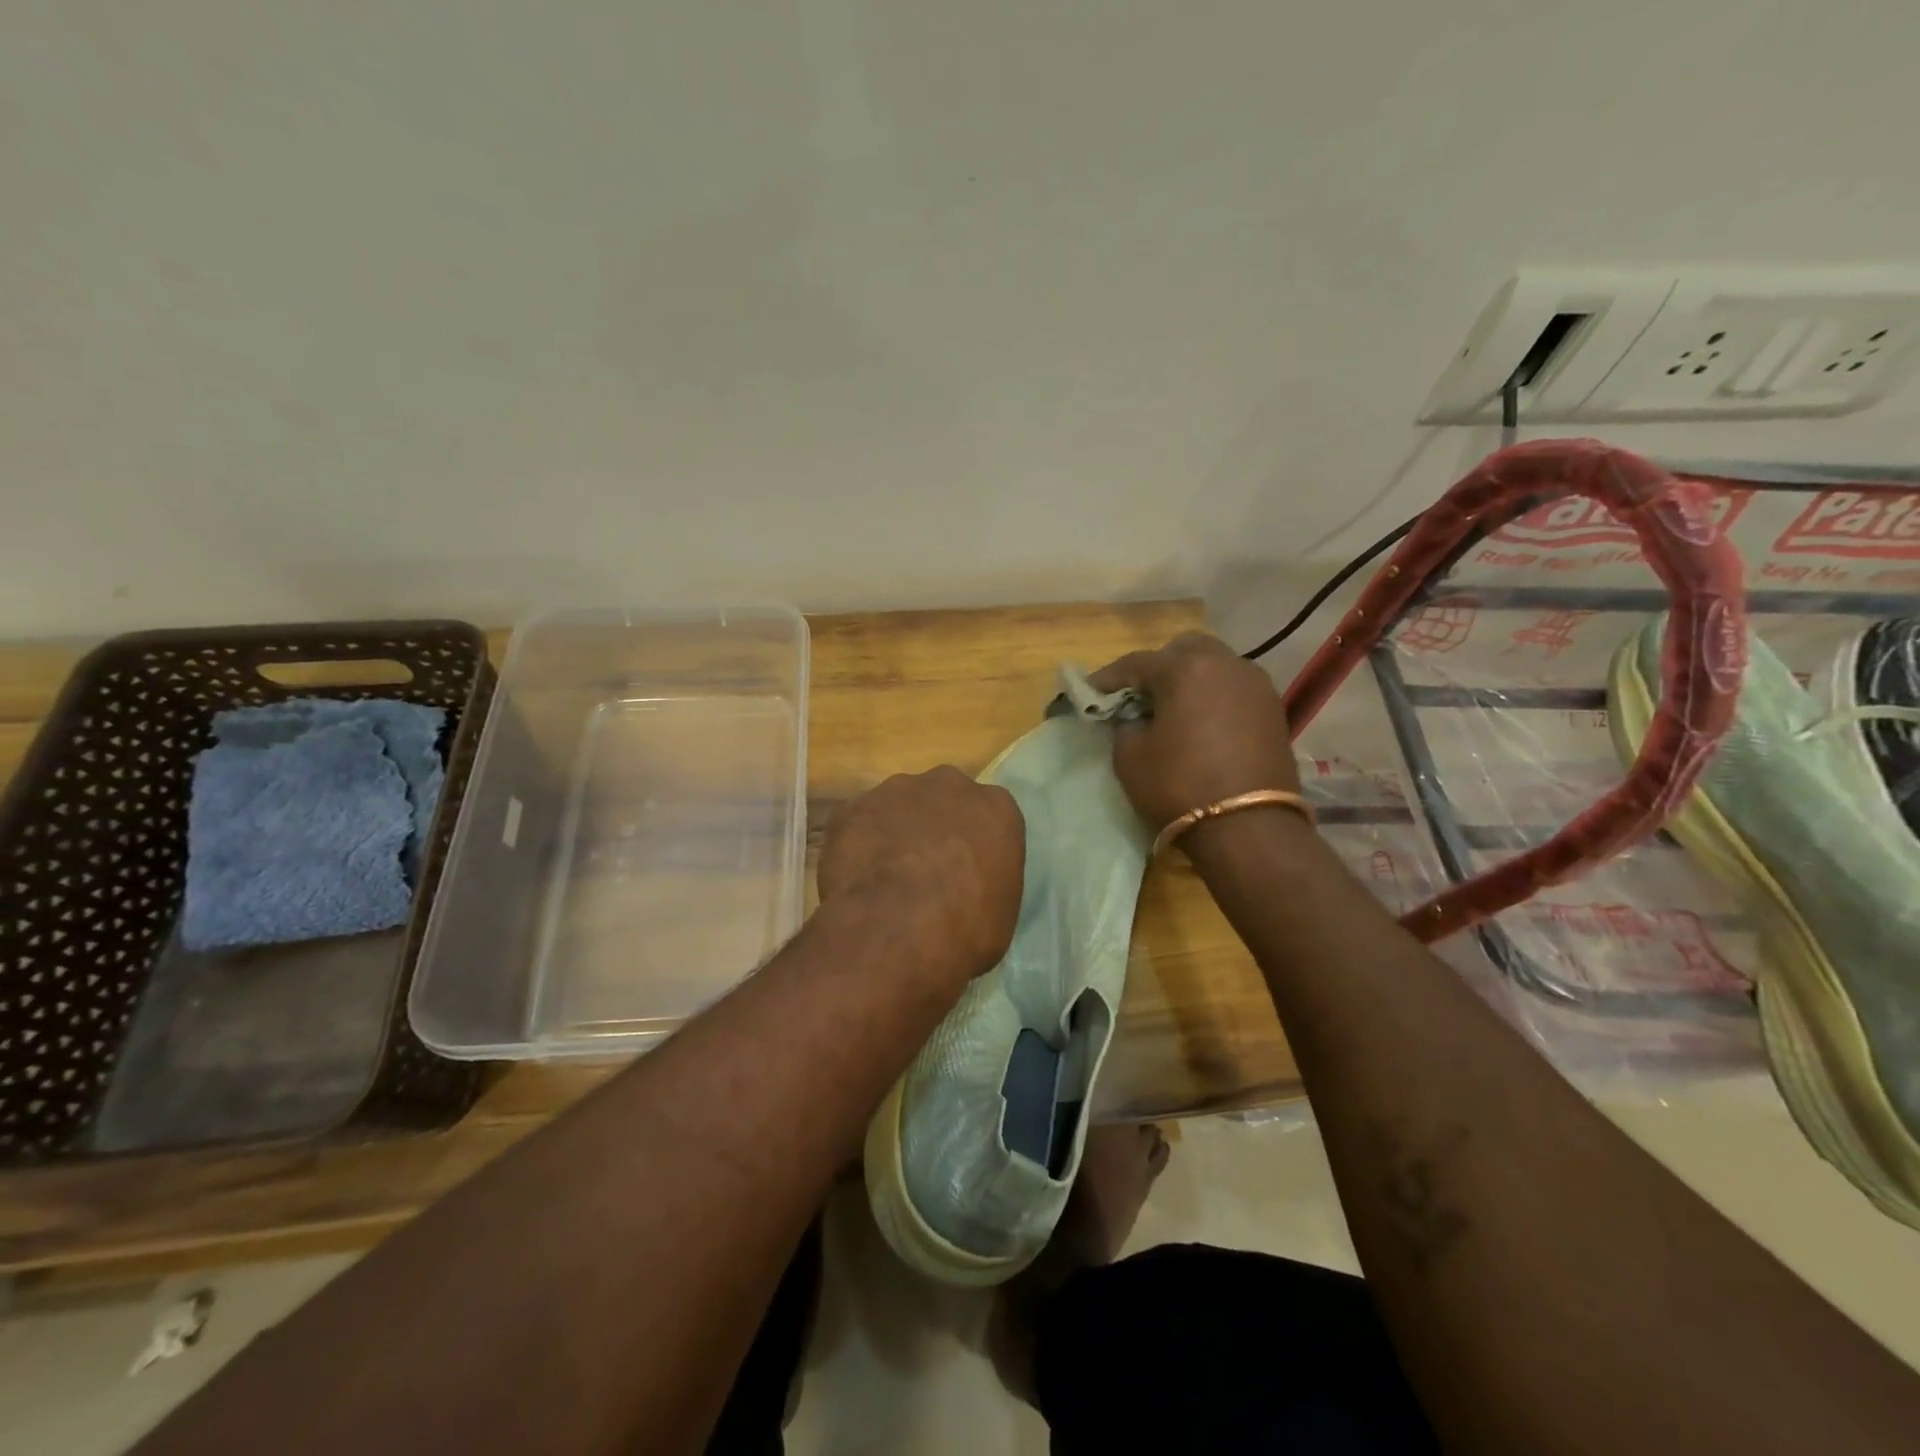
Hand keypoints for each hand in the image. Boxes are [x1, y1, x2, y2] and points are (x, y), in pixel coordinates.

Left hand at [818, 766, 1025, 979]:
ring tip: (884, 878)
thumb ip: (986, 884)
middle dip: (934, 826)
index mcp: (995, 808)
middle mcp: (948, 785)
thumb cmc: (966, 929)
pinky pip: (855, 824)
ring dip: (893, 833)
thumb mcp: (1000, 914)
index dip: (974, 845)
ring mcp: (895, 791)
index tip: (965, 872)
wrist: (897, 929)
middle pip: (942, 799)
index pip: (989, 816)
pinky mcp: (851, 807)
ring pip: (896, 807)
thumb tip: (964, 891)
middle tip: (924, 870)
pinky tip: (854, 879)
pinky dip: (855, 846)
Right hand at [1089, 633, 1300, 831]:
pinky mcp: (1273, 709)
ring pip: (1214, 667)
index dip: (1108, 678)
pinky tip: (1201, 725)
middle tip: (1139, 698)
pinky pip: (1234, 690)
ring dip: (1190, 681)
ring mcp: (1256, 685)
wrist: (1249, 828)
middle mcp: (1226, 663)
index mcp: (1186, 668)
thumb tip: (1133, 717)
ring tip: (1172, 712)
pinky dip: (1214, 698)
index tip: (1089, 693)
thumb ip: (1124, 724)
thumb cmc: (1179, 786)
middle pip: (1183, 651)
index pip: (1136, 663)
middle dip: (1157, 668)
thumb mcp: (1130, 756)